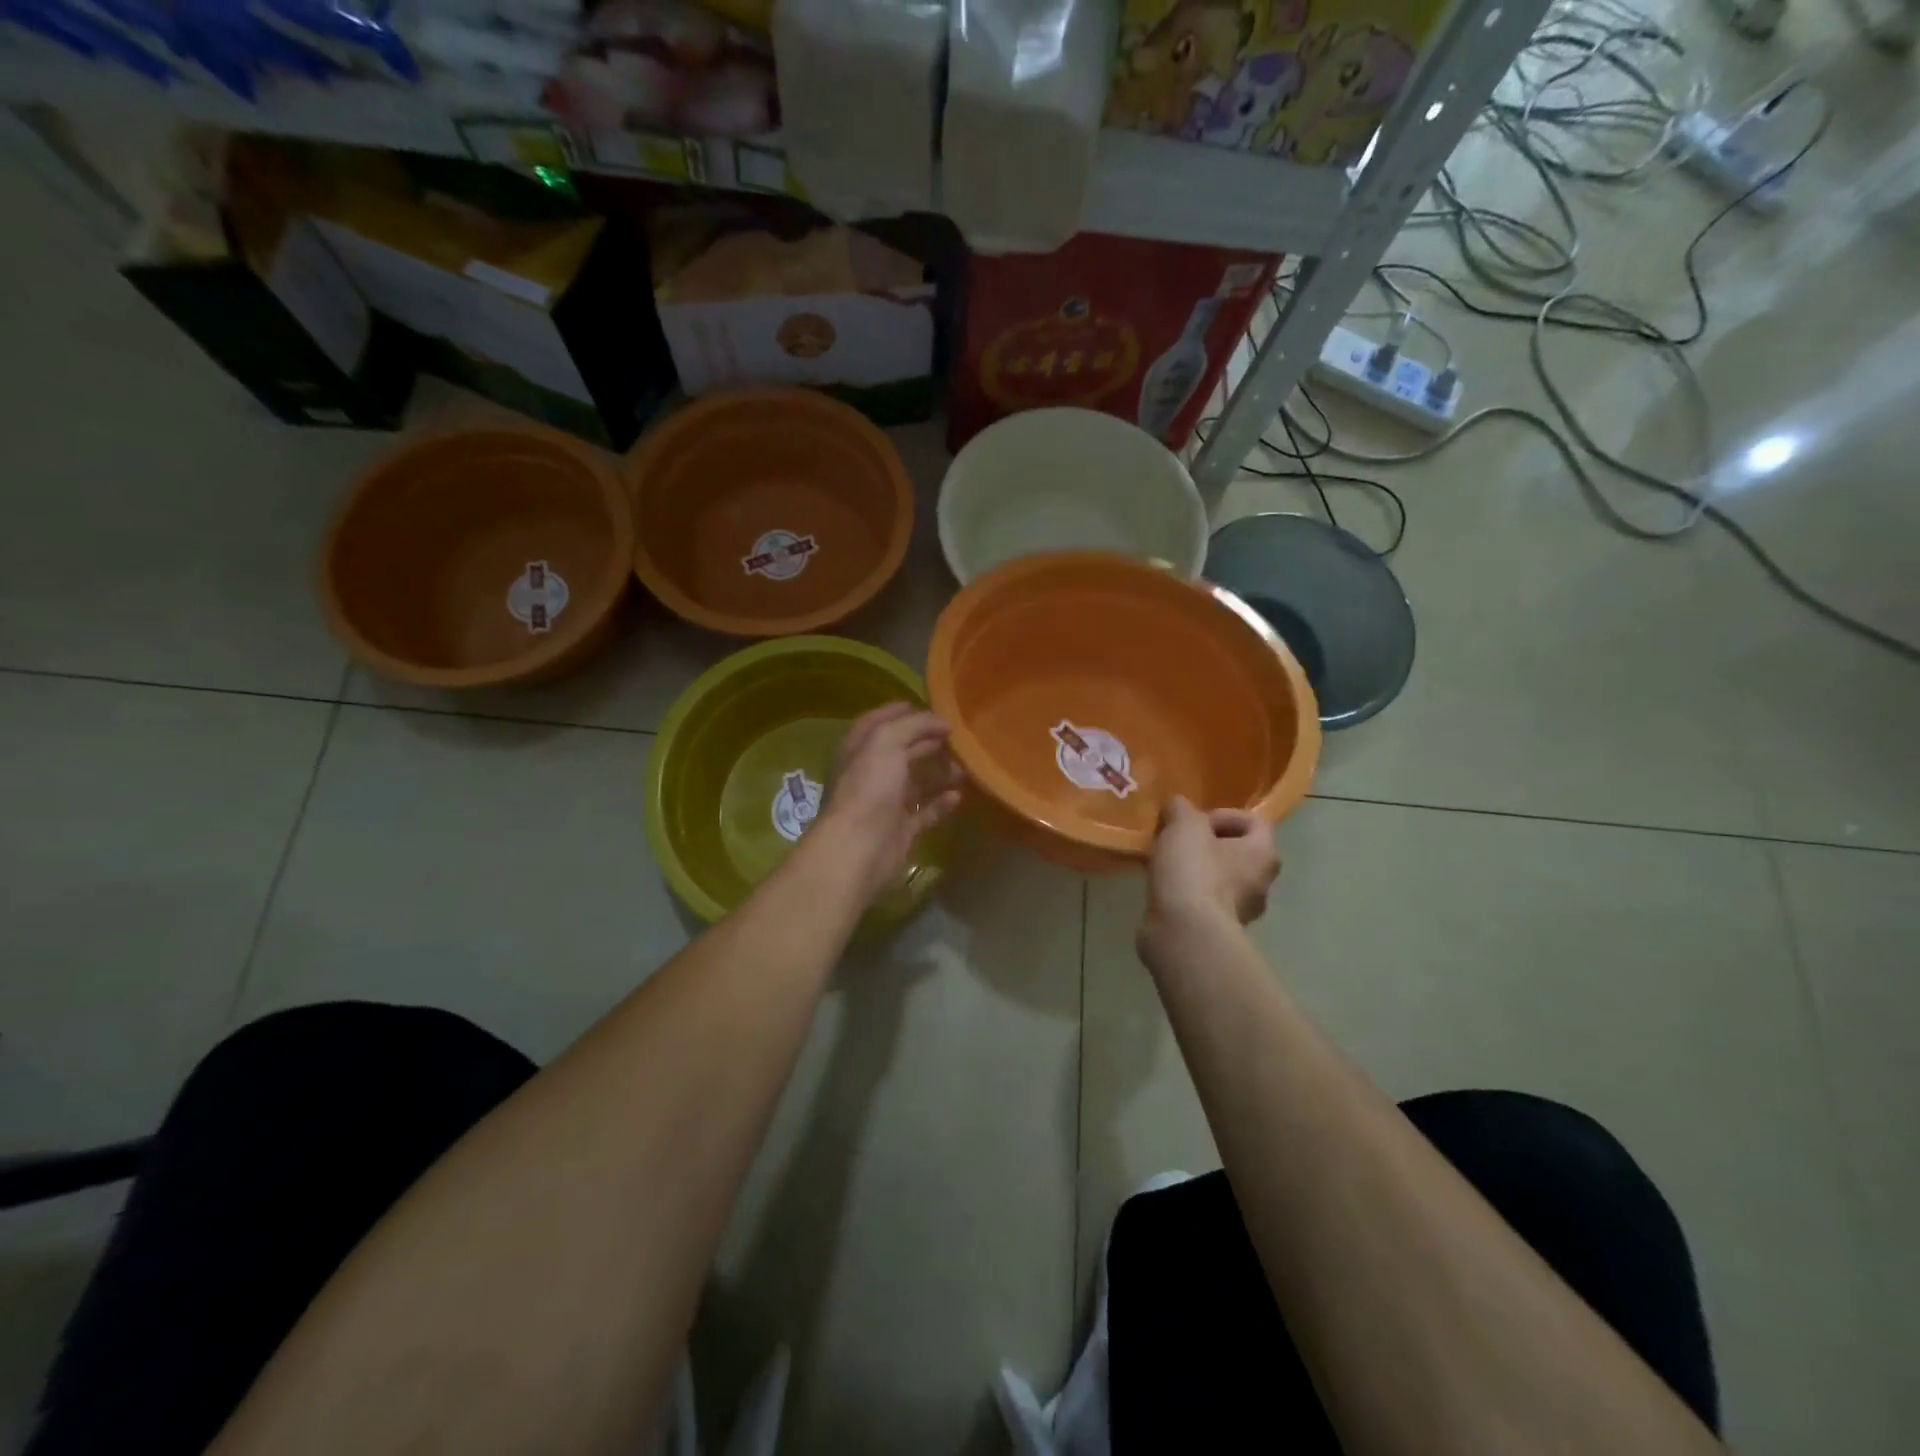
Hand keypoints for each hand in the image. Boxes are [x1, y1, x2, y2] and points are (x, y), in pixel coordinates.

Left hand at [808, 703, 963, 904]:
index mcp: (860, 748)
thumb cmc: (869, 787)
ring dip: (940, 772)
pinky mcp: (901, 829)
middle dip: (928, 741)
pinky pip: (926, 812)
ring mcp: (886, 803)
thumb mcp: (887, 742)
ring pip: (917, 782)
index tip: (930, 706)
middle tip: (958, 736)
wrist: (859, 847)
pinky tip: (959, 795)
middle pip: (902, 751)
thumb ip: (914, 725)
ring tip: (966, 765)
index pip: (879, 722)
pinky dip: (942, 803)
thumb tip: (942, 721)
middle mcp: (871, 773)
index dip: (900, 711)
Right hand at [1143, 796, 1279, 939]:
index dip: (1224, 814)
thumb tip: (1177, 806)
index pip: (1255, 821)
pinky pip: (1204, 902)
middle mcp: (1261, 884)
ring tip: (1165, 865)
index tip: (1195, 822)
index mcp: (1263, 854)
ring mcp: (1241, 912)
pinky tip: (1164, 890)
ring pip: (1219, 878)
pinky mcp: (1218, 931)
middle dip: (1205, 843)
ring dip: (1195, 869)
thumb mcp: (1183, 825)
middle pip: (1236, 851)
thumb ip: (1181, 808)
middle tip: (1176, 841)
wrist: (1185, 933)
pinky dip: (1187, 893)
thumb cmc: (1194, 872)